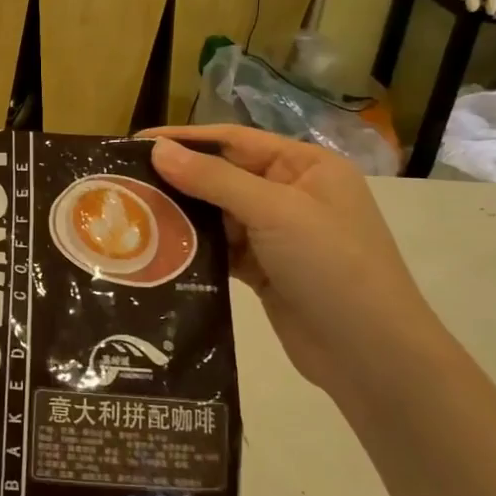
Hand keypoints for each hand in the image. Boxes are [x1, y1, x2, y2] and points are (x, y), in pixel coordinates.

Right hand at [144, 126, 452, 400]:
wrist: (371, 356)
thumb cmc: (332, 266)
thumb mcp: (275, 212)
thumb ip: (214, 179)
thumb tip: (158, 149)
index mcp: (305, 166)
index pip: (234, 140)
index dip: (185, 139)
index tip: (136, 143)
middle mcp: (292, 194)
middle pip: (223, 175)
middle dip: (178, 178)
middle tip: (124, 183)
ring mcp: (279, 235)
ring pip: (218, 214)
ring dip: (182, 215)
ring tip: (132, 214)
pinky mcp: (265, 270)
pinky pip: (221, 248)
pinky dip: (194, 247)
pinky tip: (159, 248)